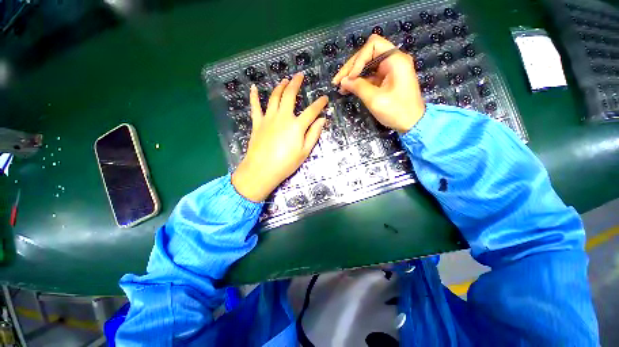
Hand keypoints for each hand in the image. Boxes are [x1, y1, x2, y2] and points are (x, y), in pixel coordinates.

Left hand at [231, 74, 327, 201]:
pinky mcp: (257, 123)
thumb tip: (322, 120)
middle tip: (300, 75)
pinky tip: (254, 87)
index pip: (312, 111)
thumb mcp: (304, 152)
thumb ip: (313, 134)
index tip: (325, 98)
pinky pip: (255, 106)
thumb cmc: (286, 163)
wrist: (262, 170)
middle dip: (296, 83)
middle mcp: (283, 117)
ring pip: (274, 97)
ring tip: (285, 80)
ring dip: (280, 86)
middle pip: (290, 95)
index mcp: (297, 125)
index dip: (320, 103)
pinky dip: (254, 96)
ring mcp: (268, 118)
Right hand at [332, 34, 424, 132]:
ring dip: (353, 74)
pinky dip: (359, 81)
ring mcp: (390, 69)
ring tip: (340, 86)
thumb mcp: (375, 100)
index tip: (350, 77)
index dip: (358, 60)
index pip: (373, 45)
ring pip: (367, 64)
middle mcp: (393, 60)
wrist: (412, 123)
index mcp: (395, 60)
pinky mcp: (386, 79)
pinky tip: (348, 89)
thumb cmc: (396, 111)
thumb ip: (358, 87)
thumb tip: (343, 81)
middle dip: (351, 67)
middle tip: (337, 81)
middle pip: (368, 53)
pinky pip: (370, 75)